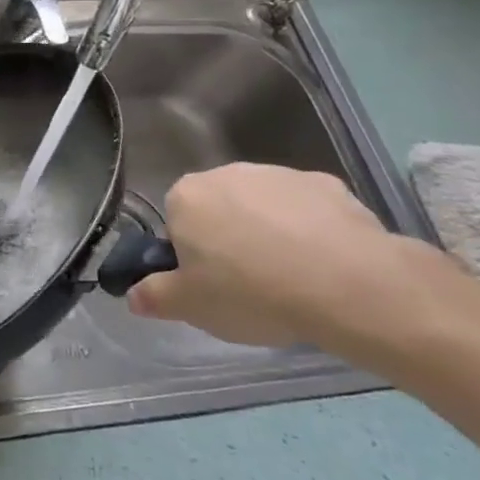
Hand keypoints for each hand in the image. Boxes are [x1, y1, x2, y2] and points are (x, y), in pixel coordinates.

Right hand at [128, 163, 427, 348]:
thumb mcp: (191, 307)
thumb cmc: (251, 292)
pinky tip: (326, 265)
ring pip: (264, 207)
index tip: (211, 284)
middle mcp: (226, 173)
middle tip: (249, 284)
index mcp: (186, 197)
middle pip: (219, 209)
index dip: (192, 255)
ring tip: (293, 279)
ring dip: (270, 233)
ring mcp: (278, 174)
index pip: (177, 222)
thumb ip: (155, 296)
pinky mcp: (326, 184)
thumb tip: (134, 295)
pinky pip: (307, 209)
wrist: (346, 284)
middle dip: (229, 238)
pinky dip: (311, 230)